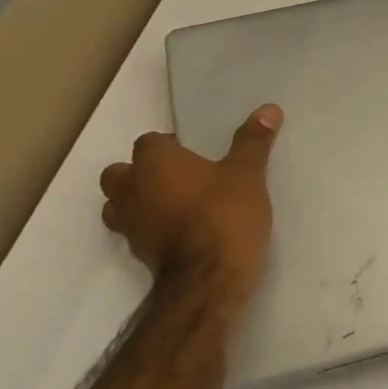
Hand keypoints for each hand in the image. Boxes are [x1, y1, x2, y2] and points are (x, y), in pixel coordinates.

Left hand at [100, 104, 282, 286]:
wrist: (208, 280)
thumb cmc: (225, 216)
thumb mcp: (247, 175)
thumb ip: (253, 142)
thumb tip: (269, 108)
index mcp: (154, 162)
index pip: (150, 142)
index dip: (170, 146)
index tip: (194, 156)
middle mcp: (131, 188)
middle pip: (120, 173)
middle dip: (141, 173)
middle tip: (177, 179)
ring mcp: (129, 224)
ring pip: (118, 205)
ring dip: (137, 202)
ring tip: (171, 207)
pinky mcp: (137, 254)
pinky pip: (134, 233)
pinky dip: (149, 230)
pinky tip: (176, 234)